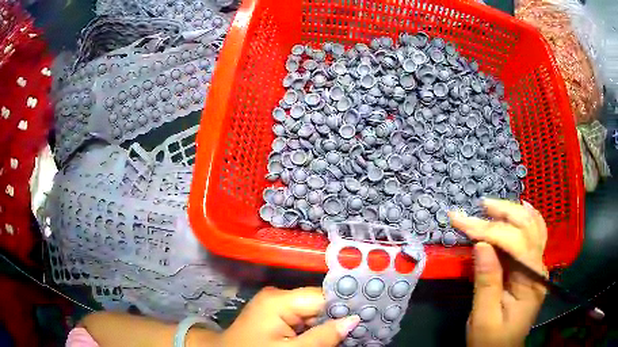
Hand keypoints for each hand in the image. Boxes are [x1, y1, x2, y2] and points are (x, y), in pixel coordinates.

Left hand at [216, 287, 359, 346]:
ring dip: (329, 323)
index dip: (345, 306)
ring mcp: (276, 304)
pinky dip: (316, 327)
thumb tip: (353, 320)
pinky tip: (329, 334)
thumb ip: (322, 337)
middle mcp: (278, 296)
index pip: (322, 297)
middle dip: (338, 317)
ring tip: (351, 331)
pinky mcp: (276, 314)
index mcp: (279, 300)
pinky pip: (303, 318)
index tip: (368, 313)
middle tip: (362, 327)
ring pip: (313, 312)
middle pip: (319, 304)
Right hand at [448, 199, 547, 346]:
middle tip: (478, 206)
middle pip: (527, 228)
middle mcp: (539, 267)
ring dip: (513, 212)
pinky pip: (533, 235)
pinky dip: (526, 219)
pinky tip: (522, 209)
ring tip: (492, 206)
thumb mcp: (484, 318)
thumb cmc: (491, 340)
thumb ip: (487, 282)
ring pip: (533, 226)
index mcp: (531, 281)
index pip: (514, 243)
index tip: (461, 221)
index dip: (488, 229)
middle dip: (502, 213)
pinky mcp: (531, 268)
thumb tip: (481, 244)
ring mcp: (537, 266)